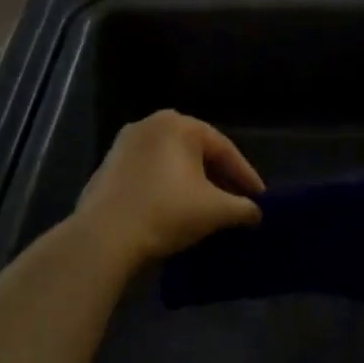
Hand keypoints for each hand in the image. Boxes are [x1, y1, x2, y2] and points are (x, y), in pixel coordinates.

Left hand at [74, 110, 263, 268]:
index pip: (224, 149)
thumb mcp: (216, 211)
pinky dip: (166, 187)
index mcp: (179, 125)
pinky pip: (149, 173)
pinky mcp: (107, 167)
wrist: (103, 237)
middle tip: (236, 202)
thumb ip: (243, 208)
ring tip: (207, 208)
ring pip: (171, 163)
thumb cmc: (166, 212)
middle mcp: (150, 124)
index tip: (260, 198)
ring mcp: (124, 144)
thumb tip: (256, 213)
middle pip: (197, 152)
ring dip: (192, 183)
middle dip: (219, 178)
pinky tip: (174, 210)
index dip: (245, 176)